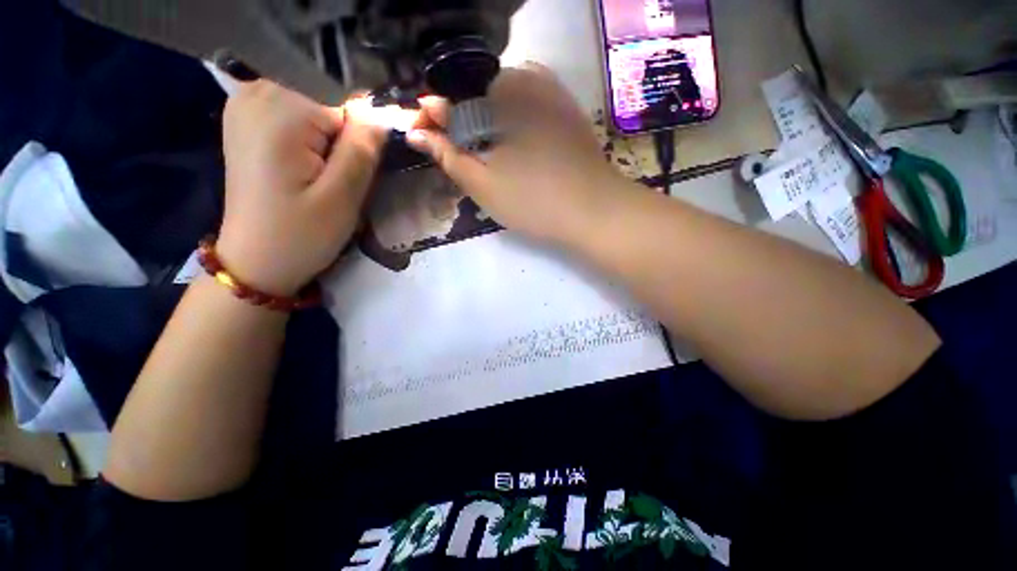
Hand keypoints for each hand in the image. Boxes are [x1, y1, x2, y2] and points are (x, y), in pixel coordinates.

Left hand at [218, 80, 387, 295]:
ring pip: (318, 115)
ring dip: (327, 148)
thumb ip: (363, 150)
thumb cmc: (300, 234)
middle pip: (330, 110)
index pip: (348, 113)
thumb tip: (382, 114)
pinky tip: (301, 171)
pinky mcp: (247, 121)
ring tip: (315, 181)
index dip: (357, 148)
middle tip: (331, 185)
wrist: (255, 261)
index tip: (346, 180)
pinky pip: (298, 120)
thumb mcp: (342, 197)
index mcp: (281, 109)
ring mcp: (247, 104)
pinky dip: (310, 144)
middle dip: (341, 147)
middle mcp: (258, 92)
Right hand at [407, 64, 629, 244]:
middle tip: (454, 154)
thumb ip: (447, 155)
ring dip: (484, 122)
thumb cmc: (534, 202)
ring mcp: (551, 91)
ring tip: (481, 153)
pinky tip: (510, 145)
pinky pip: (526, 106)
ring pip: (501, 100)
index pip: (451, 95)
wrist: (595, 211)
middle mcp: (526, 78)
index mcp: (500, 93)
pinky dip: (509, 122)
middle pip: (476, 94)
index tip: (422, 137)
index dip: (432, 118)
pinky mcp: (565, 109)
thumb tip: (418, 133)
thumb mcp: (483, 184)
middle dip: (458, 121)